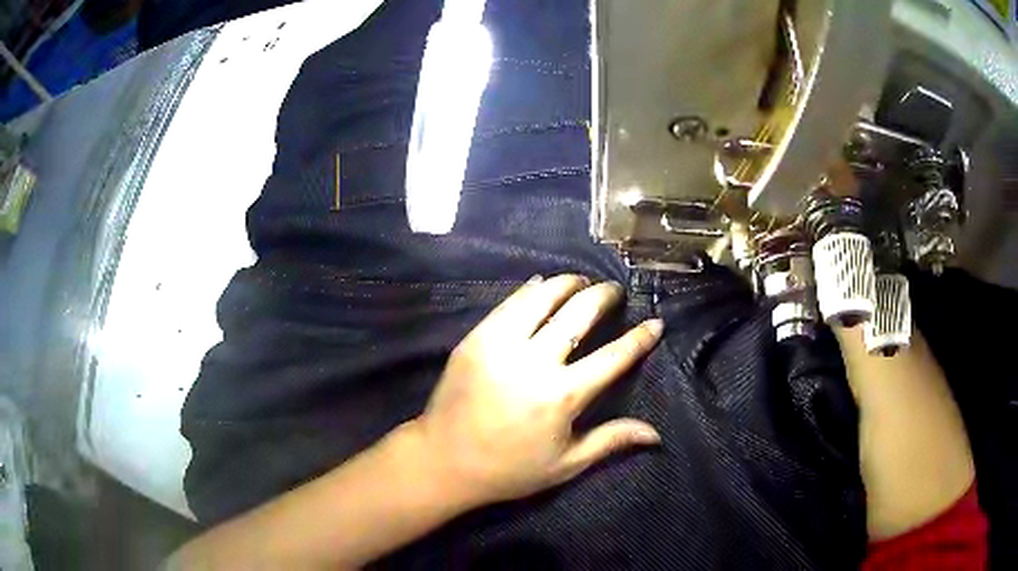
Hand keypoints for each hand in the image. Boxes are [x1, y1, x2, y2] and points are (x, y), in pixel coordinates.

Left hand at [410, 274, 663, 507]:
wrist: (444, 460)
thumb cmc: (510, 468)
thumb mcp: (566, 464)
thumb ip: (612, 441)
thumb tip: (656, 434)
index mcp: (562, 396)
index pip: (613, 356)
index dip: (639, 338)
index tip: (655, 322)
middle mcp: (534, 362)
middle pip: (579, 313)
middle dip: (604, 295)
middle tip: (614, 291)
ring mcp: (500, 345)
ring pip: (542, 297)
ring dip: (568, 283)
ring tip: (581, 282)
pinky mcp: (475, 339)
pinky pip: (509, 304)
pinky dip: (531, 291)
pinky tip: (541, 287)